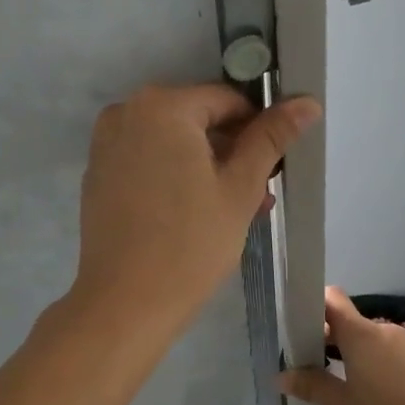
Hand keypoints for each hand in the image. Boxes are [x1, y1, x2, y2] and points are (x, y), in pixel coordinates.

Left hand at [71, 83, 319, 334]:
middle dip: (232, 152)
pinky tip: (195, 214)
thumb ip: (271, 138)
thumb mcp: (240, 188)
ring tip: (234, 211)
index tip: (273, 167)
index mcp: (162, 106)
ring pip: (173, 143)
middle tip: (258, 196)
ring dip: (207, 167)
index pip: (227, 100)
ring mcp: (106, 144)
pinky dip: (174, 176)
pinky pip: (147, 161)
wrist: (125, 303)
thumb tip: (306, 103)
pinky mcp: (98, 174)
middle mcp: (126, 112)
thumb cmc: (190, 243)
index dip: (257, 129)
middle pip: (197, 120)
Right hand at [281, 288, 404, 404]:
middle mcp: (386, 331)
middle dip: (336, 345)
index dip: (314, 307)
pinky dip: (390, 373)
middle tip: (323, 376)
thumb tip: (283, 376)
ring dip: (364, 362)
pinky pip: (401, 360)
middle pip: (353, 327)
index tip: (302, 329)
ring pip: (378, 345)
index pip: (331, 300)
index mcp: (360, 335)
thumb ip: (314, 388)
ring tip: (359, 397)